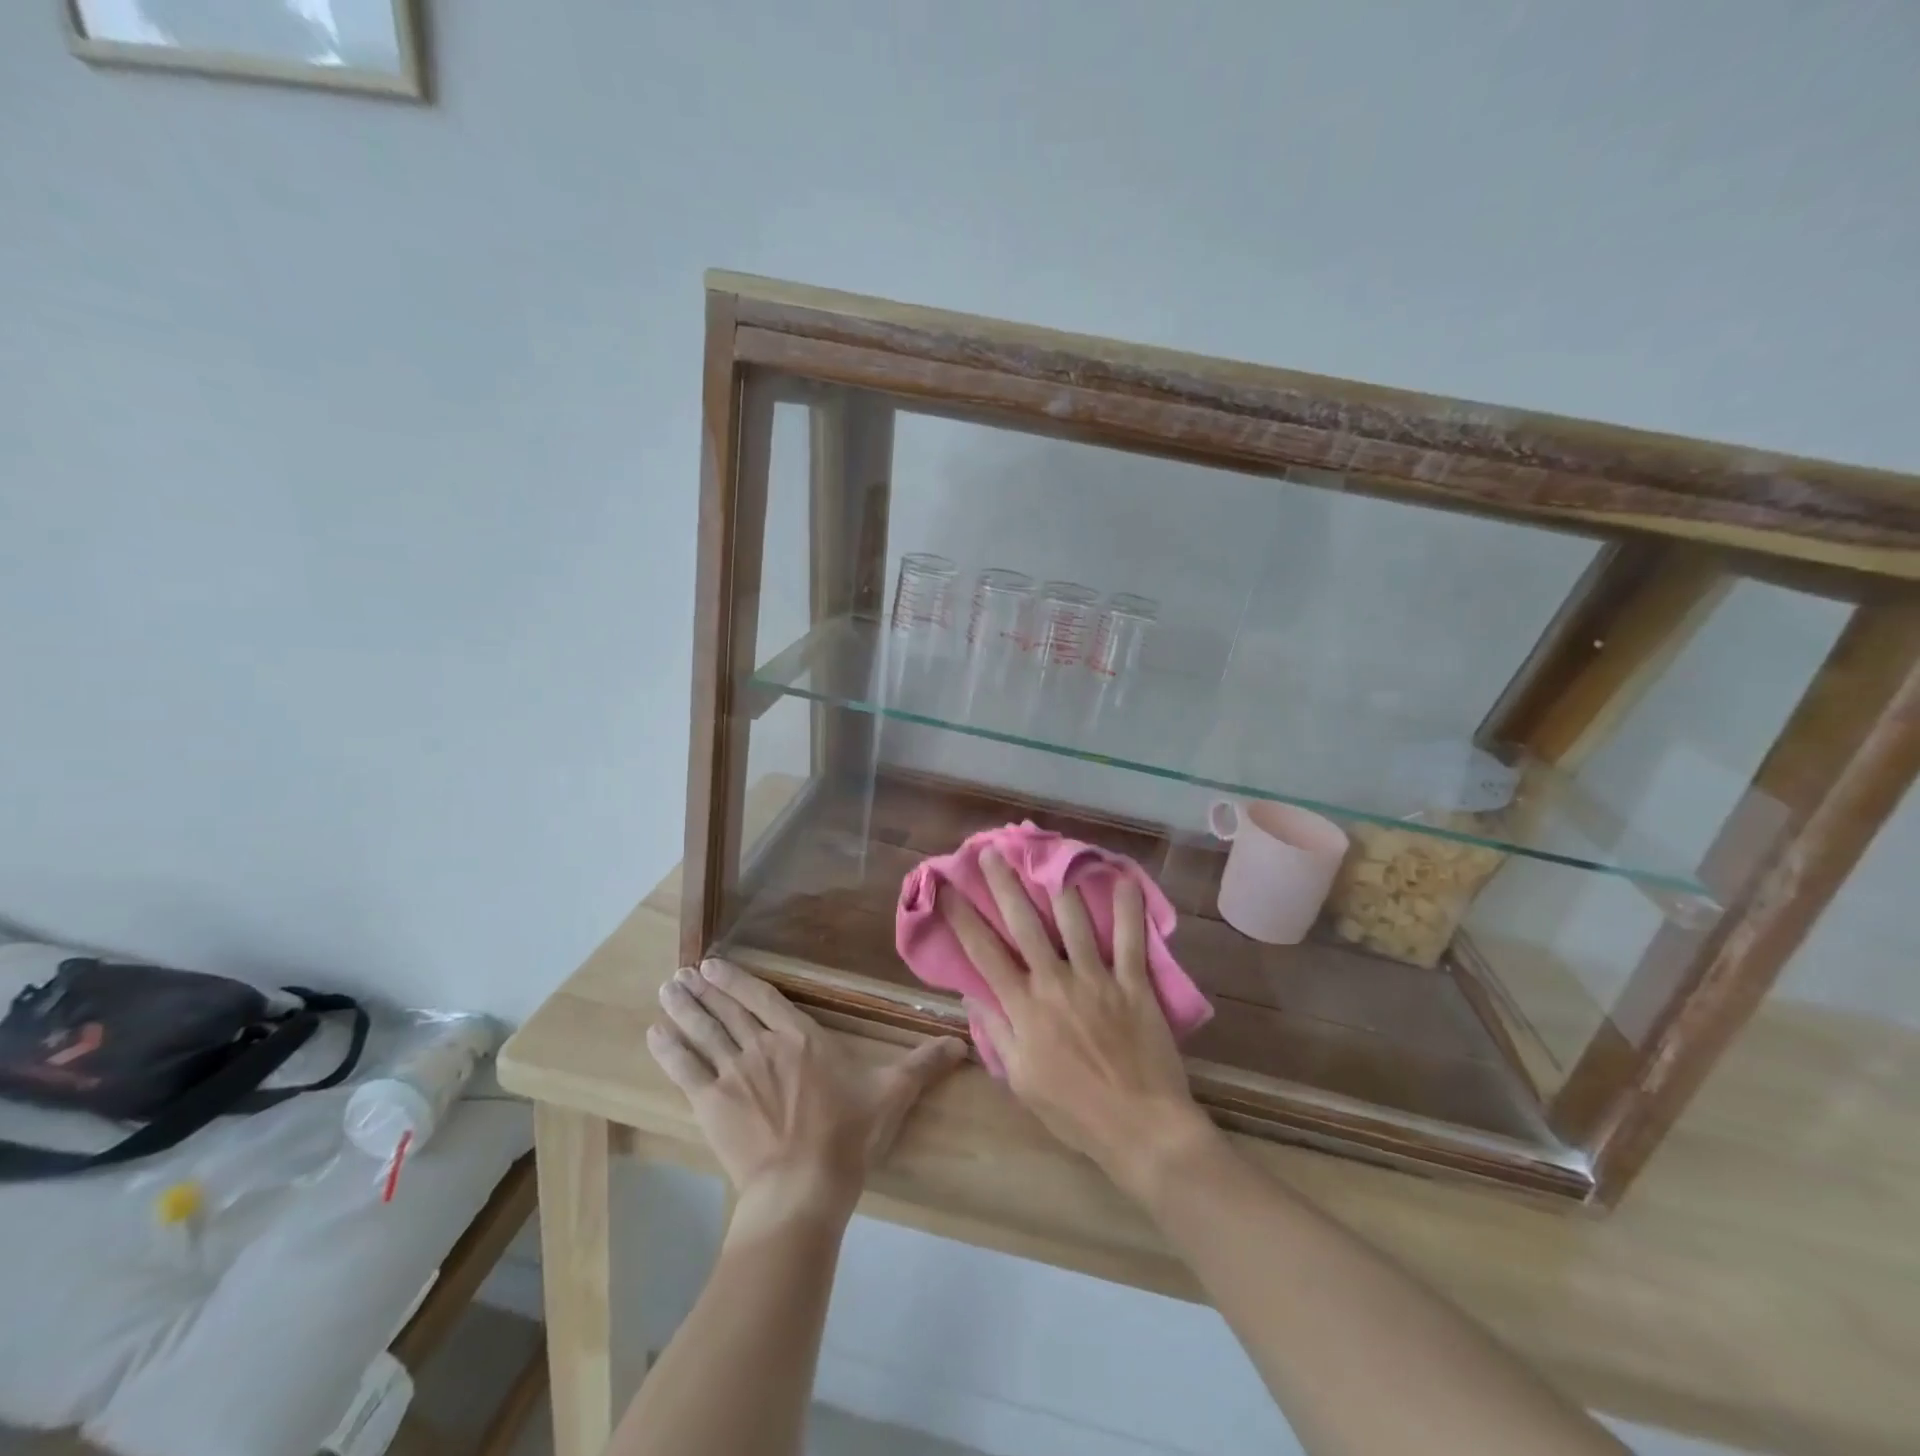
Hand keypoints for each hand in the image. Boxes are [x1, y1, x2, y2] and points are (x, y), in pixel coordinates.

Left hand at [649, 958, 965, 1228]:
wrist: (803, 1186)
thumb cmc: (848, 1135)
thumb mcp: (891, 1094)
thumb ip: (923, 1064)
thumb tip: (962, 1042)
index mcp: (801, 1038)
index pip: (763, 998)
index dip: (737, 980)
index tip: (713, 964)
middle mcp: (762, 1046)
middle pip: (727, 1011)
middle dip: (702, 990)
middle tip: (679, 973)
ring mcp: (734, 1073)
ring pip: (703, 1032)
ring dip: (683, 1009)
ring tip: (665, 990)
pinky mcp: (711, 1104)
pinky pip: (685, 1070)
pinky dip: (669, 1050)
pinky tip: (654, 1034)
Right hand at [939, 851, 1215, 1199]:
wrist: (1140, 1129)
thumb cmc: (1074, 1112)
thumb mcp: (1021, 1080)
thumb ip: (996, 1032)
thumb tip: (972, 994)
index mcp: (1023, 1008)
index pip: (983, 953)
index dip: (961, 917)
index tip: (945, 888)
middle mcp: (1055, 982)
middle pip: (1023, 924)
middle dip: (1004, 885)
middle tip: (990, 853)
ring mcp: (1096, 979)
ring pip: (1073, 920)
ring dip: (1057, 885)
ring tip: (1048, 856)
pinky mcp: (1133, 983)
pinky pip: (1130, 938)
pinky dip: (1127, 908)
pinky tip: (1123, 879)